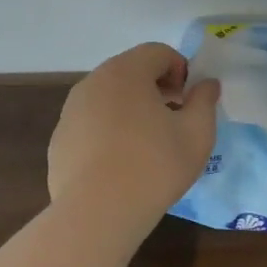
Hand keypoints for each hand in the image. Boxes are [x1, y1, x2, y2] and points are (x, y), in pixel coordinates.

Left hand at [48, 43, 219, 242]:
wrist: (97, 214)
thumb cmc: (154, 166)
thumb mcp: (196, 133)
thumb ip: (204, 101)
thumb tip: (207, 84)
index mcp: (126, 72)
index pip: (158, 52)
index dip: (181, 70)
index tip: (189, 100)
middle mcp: (93, 82)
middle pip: (131, 71)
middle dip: (156, 87)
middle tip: (174, 118)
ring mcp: (71, 111)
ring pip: (108, 97)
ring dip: (131, 108)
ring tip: (148, 143)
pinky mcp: (59, 140)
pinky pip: (91, 123)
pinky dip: (108, 131)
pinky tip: (120, 163)